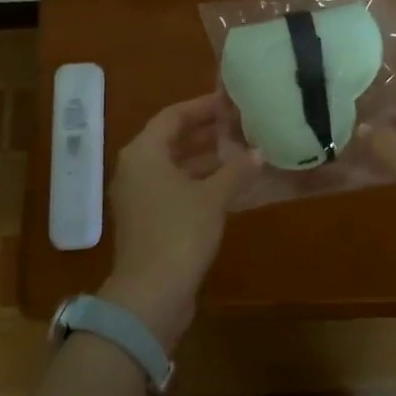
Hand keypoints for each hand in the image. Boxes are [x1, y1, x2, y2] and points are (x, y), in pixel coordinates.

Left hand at [102, 95, 259, 349]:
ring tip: (241, 149)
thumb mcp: (213, 197)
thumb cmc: (179, 233)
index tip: (231, 101)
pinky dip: (199, 181)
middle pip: (172, 139)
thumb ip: (236, 170)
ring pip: (174, 165)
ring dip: (205, 158)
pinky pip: (174, 187)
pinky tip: (230, 184)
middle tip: (240, 124)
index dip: (202, 106)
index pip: (173, 116)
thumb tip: (259, 152)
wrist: (151, 294)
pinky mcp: (148, 220)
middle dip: (206, 132)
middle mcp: (136, 169)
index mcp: (144, 153)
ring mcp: (139, 196)